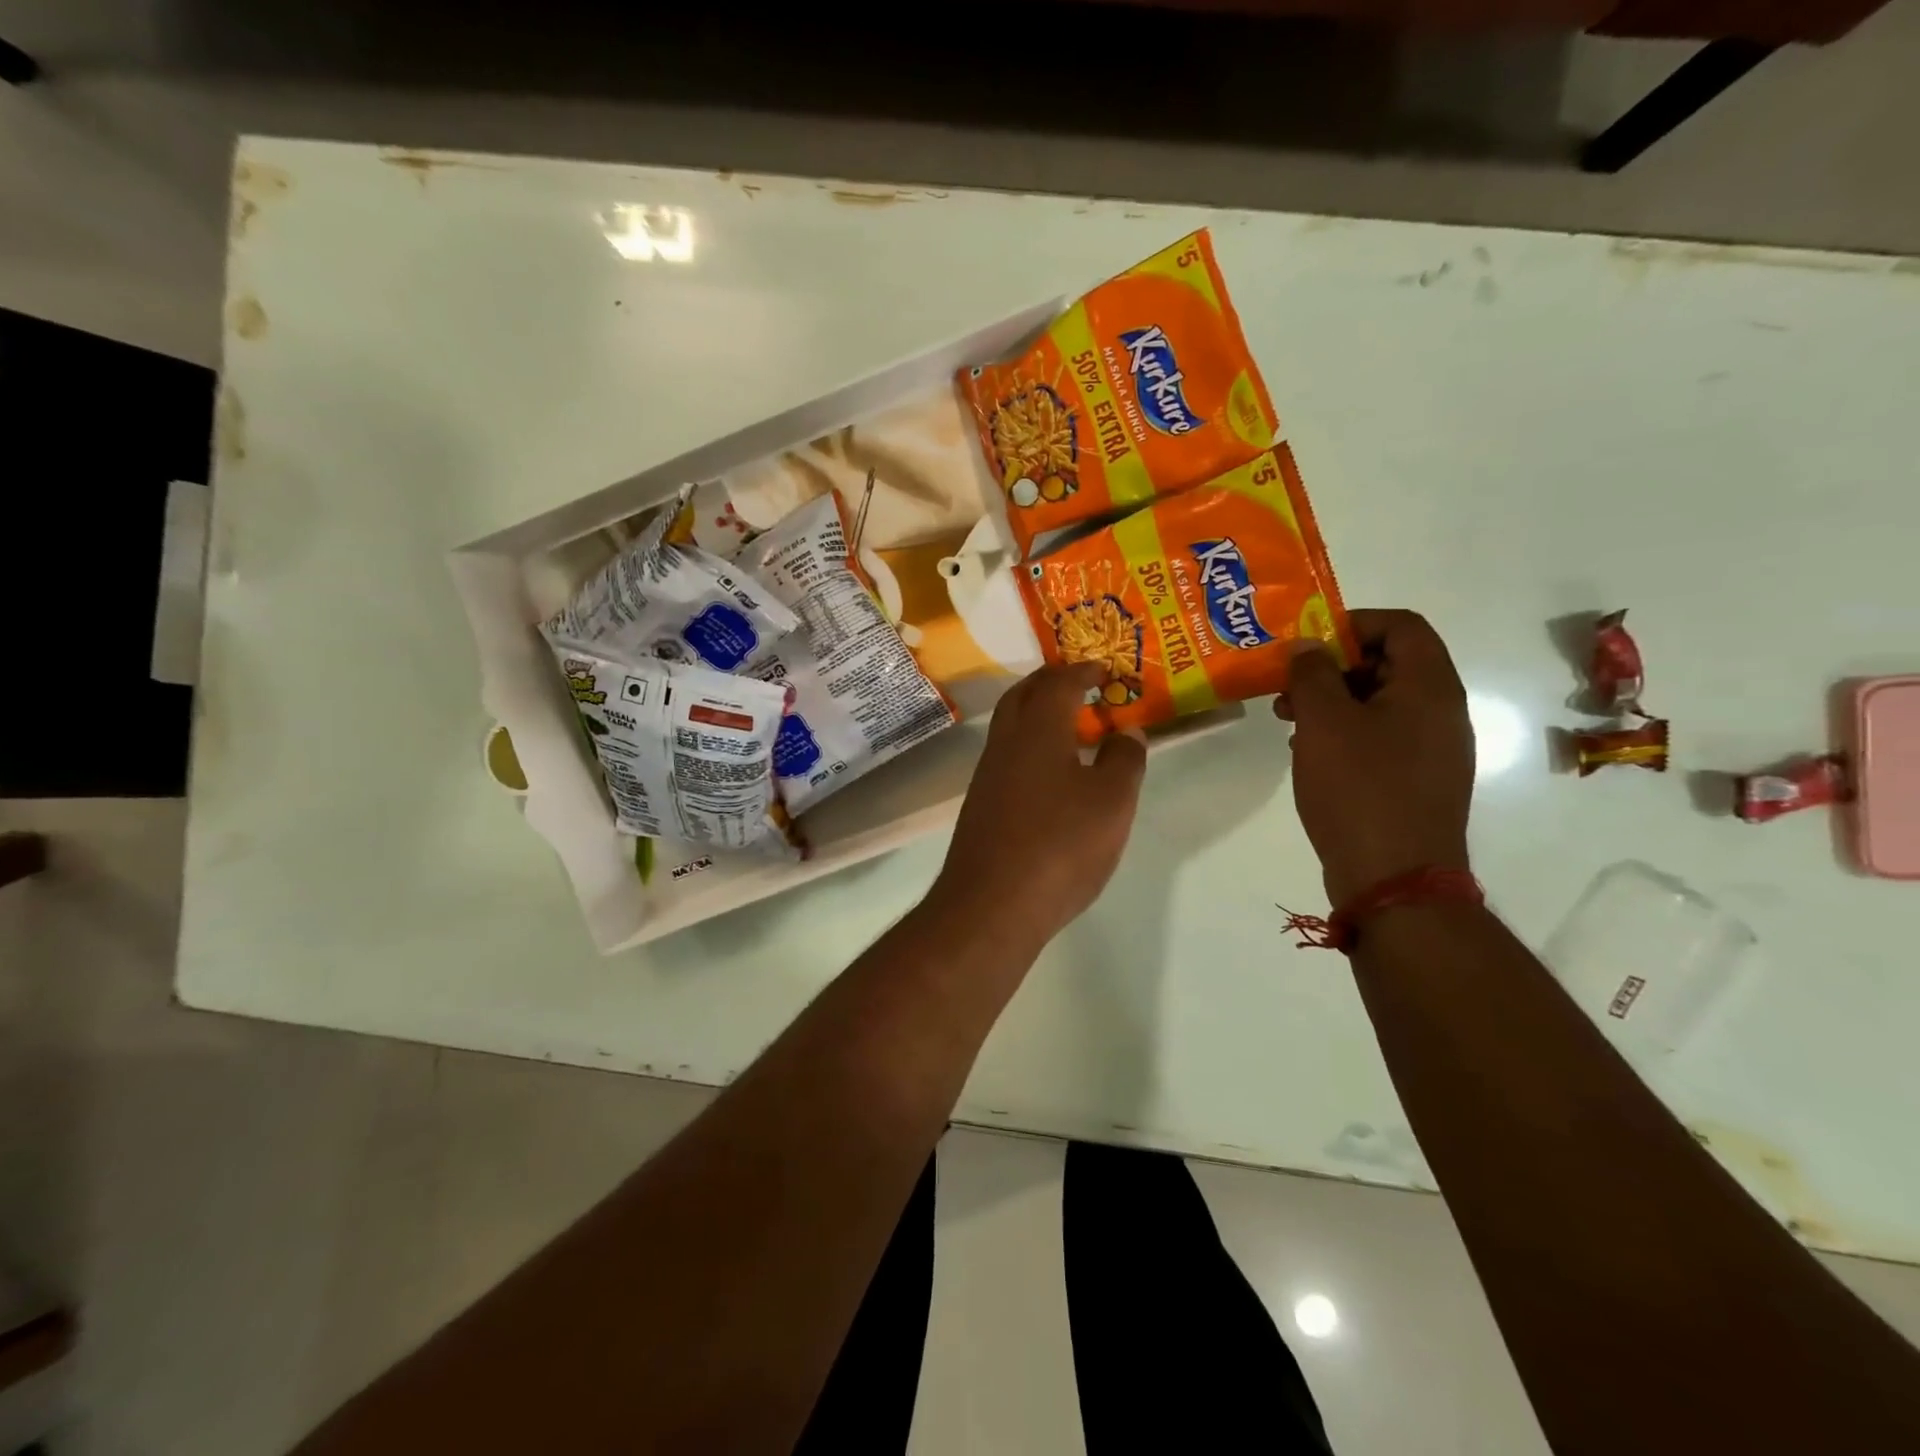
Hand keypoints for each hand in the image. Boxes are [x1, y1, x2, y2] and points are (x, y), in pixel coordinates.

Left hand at [930, 663, 1146, 947]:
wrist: (992, 904)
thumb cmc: (1060, 844)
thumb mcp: (1112, 801)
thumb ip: (1124, 760)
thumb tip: (1127, 732)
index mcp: (1037, 730)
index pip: (1058, 683)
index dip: (1082, 670)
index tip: (1104, 669)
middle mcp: (1005, 744)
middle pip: (1022, 697)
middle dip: (1051, 683)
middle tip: (1081, 685)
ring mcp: (988, 776)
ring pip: (1011, 728)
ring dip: (1038, 716)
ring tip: (1074, 728)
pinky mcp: (982, 806)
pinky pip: (1008, 758)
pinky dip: (1031, 748)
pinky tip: (1053, 775)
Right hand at [1277, 609, 1474, 905]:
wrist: (1395, 880)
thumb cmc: (1360, 789)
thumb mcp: (1325, 722)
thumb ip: (1312, 673)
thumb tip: (1307, 646)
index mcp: (1429, 688)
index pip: (1401, 625)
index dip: (1352, 623)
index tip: (1307, 644)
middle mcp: (1440, 712)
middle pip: (1389, 662)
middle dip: (1333, 665)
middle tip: (1288, 685)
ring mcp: (1431, 750)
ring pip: (1379, 703)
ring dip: (1332, 700)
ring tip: (1288, 719)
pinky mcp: (1414, 781)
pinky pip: (1379, 737)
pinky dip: (1343, 733)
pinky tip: (1309, 752)